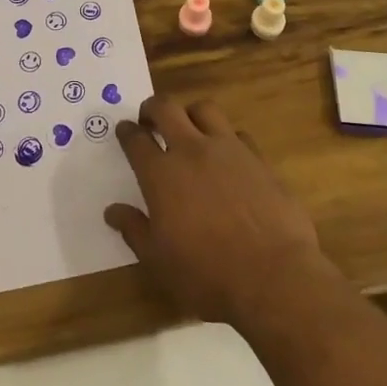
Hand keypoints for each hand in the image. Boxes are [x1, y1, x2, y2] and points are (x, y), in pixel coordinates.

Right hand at [103, 95, 329, 325]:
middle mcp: (192, 150)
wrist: (273, 276)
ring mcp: (228, 149)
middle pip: (167, 108)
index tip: (124, 130)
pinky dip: (227, 138)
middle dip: (153, 108)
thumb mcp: (159, 261)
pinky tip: (228, 156)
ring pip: (204, 109)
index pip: (136, 140)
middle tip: (150, 119)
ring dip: (191, 114)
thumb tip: (113, 211)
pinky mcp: (258, 157)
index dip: (127, 132)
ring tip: (189, 129)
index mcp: (162, 174)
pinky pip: (237, 133)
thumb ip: (134, 230)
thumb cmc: (208, 275)